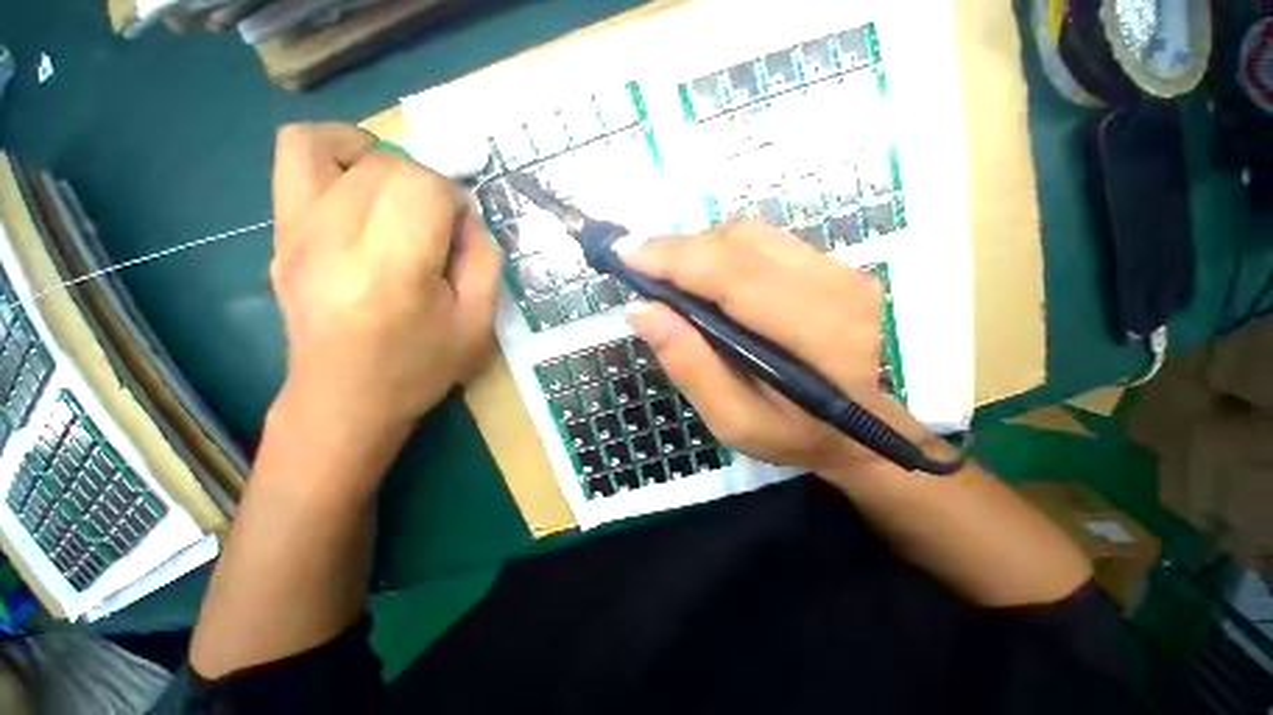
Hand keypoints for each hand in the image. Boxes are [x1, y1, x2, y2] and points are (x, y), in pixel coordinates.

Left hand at [269, 123, 499, 436]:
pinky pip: (295, 157)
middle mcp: (334, 240)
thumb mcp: (478, 324)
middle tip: (437, 224)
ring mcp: (296, 232)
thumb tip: (467, 216)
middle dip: (427, 185)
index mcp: (392, 271)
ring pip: (332, 145)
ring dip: (379, 158)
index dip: (454, 199)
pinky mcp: (280, 232)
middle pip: (387, 166)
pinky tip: (359, 182)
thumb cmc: (419, 367)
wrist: (344, 398)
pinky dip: (334, 151)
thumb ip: (484, 260)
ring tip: (398, 192)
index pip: (423, 187)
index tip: (461, 231)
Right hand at [623, 221, 930, 476]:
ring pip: (749, 235)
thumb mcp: (732, 419)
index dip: (675, 258)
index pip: (734, 275)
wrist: (858, 431)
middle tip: (641, 267)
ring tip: (669, 273)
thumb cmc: (794, 434)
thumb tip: (643, 309)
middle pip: (739, 243)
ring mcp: (841, 269)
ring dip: (699, 249)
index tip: (627, 255)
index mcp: (817, 334)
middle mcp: (836, 287)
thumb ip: (689, 364)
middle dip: (679, 249)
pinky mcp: (834, 265)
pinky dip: (723, 251)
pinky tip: (705, 275)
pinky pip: (764, 241)